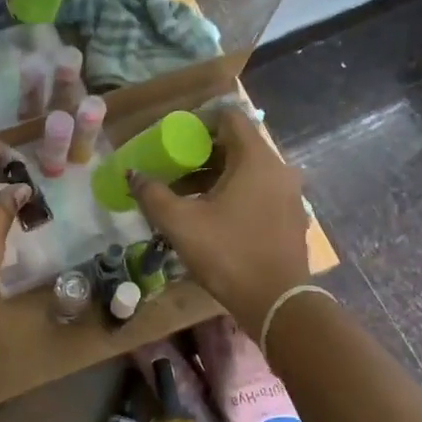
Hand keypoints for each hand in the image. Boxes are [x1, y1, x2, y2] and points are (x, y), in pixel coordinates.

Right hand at [127, 109, 309, 329]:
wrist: (276, 304)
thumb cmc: (228, 254)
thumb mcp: (180, 224)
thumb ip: (152, 194)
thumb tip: (132, 174)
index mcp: (256, 159)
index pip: (230, 117)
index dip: (199, 121)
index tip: (174, 138)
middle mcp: (278, 169)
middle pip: (237, 145)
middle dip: (201, 153)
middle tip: (171, 167)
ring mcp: (289, 194)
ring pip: (247, 171)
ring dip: (215, 176)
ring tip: (183, 195)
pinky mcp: (290, 217)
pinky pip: (258, 191)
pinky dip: (234, 193)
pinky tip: (210, 216)